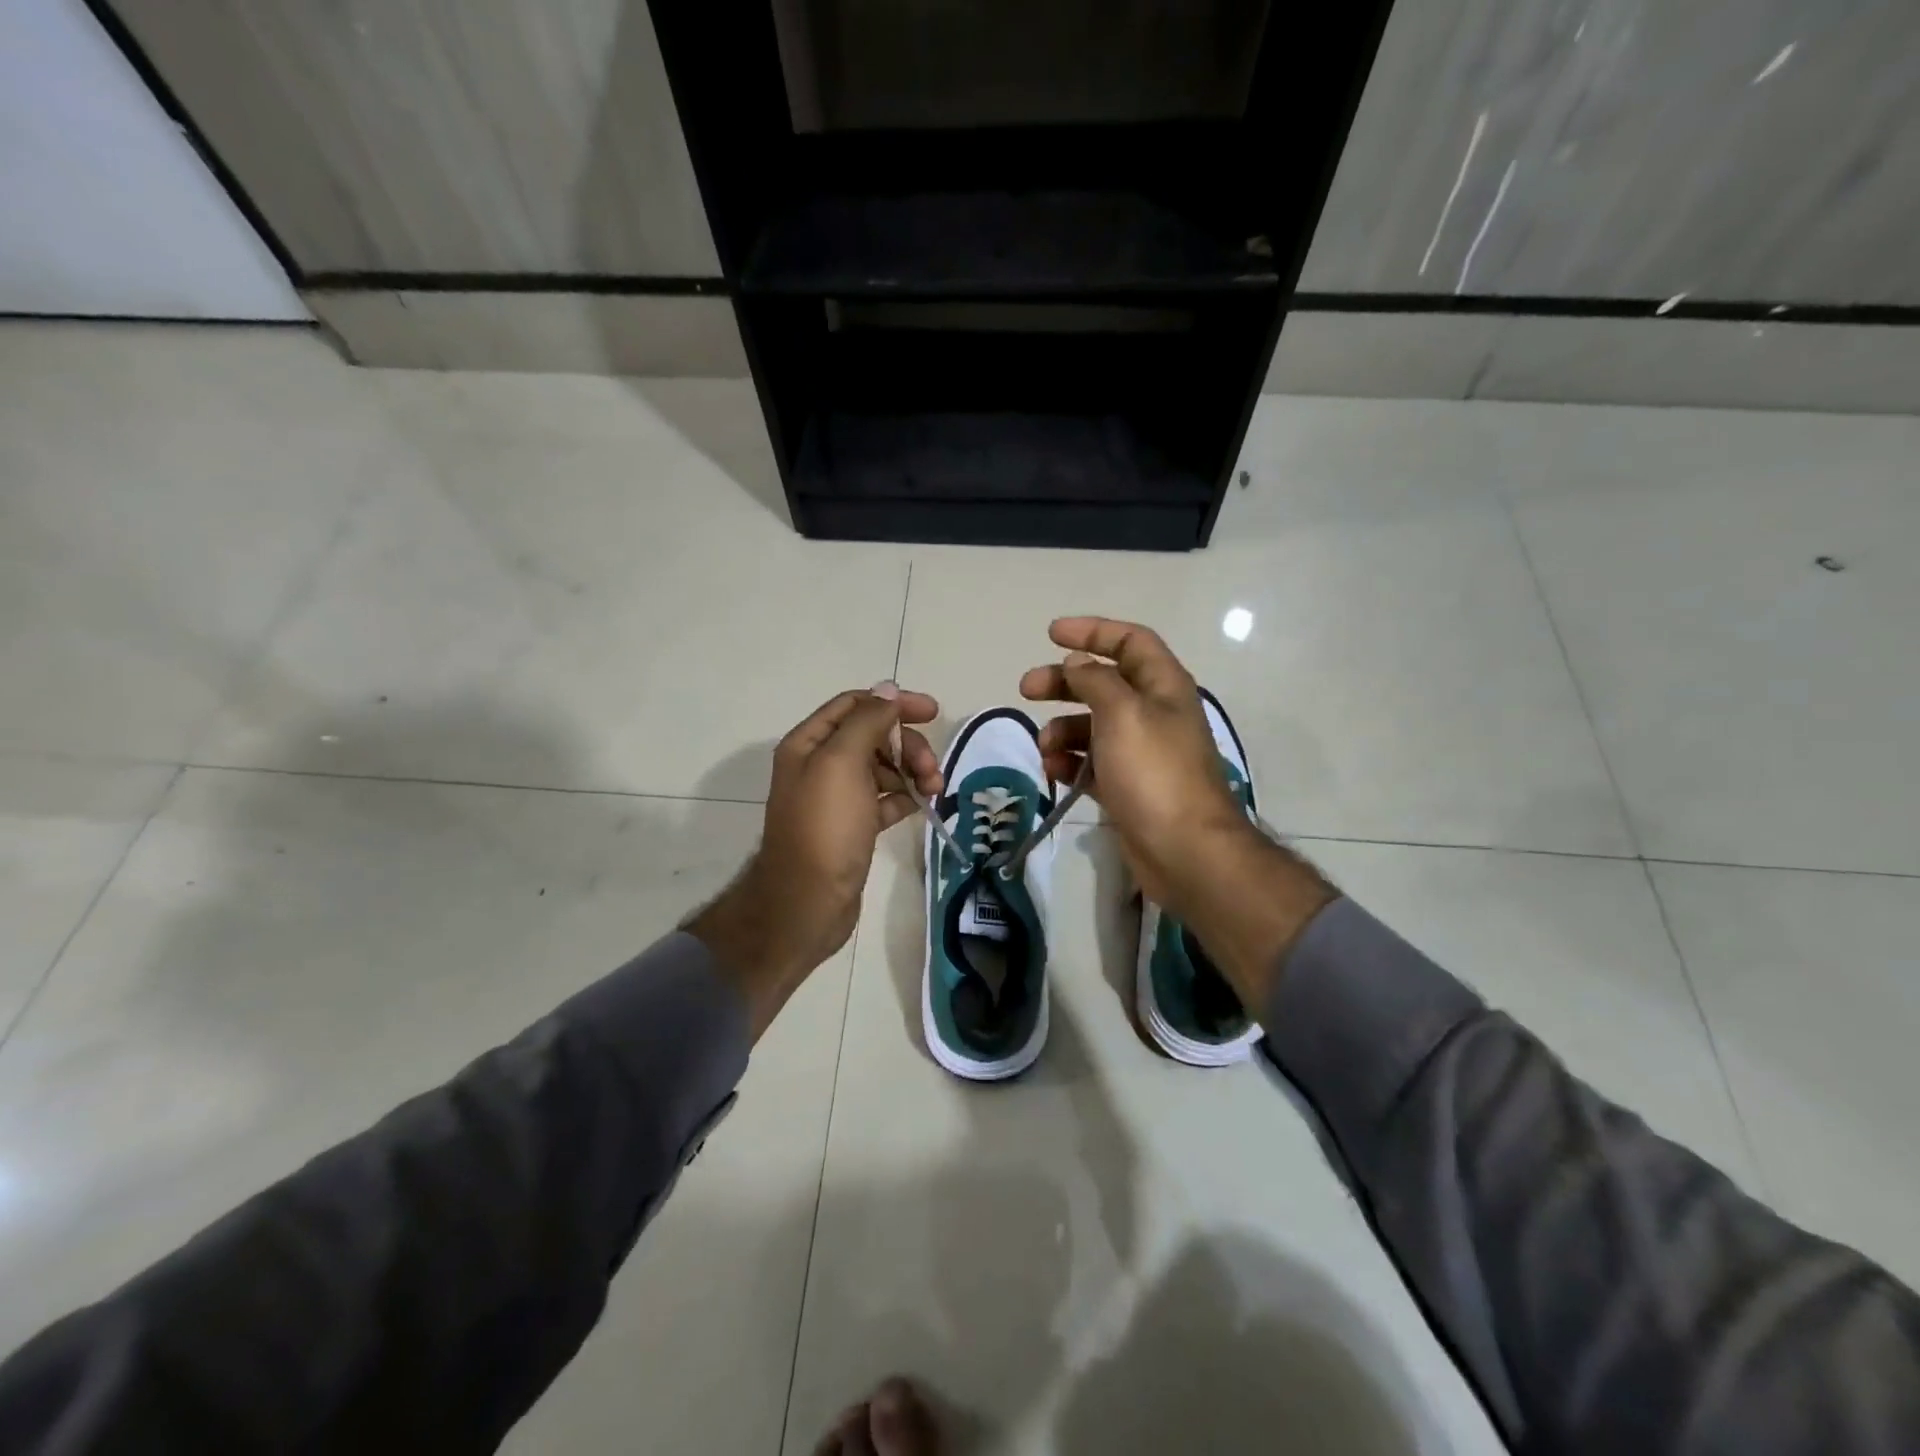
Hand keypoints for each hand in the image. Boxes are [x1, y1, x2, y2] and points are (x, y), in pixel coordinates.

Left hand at [690, 684, 940, 1038]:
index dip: (893, 703)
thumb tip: (888, 688)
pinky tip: (925, 804)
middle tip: (932, 768)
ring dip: (912, 771)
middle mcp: (820, 765)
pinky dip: (907, 796)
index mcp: (810, 743)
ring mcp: (838, 797)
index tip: (932, 712)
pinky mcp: (854, 825)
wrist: (808, 902)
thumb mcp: (842, 763)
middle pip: (874, 736)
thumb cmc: (825, 828)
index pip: (855, 705)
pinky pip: (886, 798)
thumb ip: (866, 720)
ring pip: (884, 767)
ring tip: (935, 790)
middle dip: (907, 745)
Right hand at [1020, 618, 1333, 1006]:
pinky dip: (1070, 762)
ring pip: (1092, 726)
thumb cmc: (1154, 773)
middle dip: (1064, 682)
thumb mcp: (1122, 713)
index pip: (1130, 642)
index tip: (1052, 634)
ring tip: (1044, 747)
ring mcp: (1141, 753)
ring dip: (1062, 729)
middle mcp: (1154, 714)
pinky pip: (1092, 764)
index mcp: (1163, 687)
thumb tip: (1077, 664)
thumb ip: (1095, 681)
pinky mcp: (1128, 787)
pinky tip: (1054, 771)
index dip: (1093, 631)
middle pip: (1104, 683)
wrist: (1185, 852)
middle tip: (1026, 688)